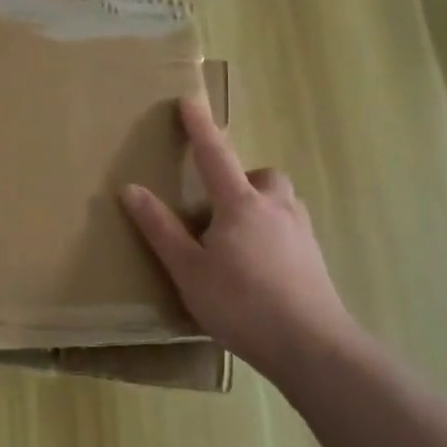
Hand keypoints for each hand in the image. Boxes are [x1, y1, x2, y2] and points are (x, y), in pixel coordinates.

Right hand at [120, 97, 363, 371]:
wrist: (311, 346)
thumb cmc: (241, 304)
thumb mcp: (188, 270)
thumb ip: (160, 229)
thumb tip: (131, 188)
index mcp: (240, 204)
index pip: (215, 154)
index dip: (200, 127)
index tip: (189, 100)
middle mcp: (276, 208)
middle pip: (263, 176)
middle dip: (243, 178)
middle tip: (221, 203)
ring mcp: (301, 233)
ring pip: (281, 202)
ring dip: (261, 205)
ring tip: (238, 239)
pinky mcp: (315, 259)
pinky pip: (291, 229)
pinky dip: (274, 234)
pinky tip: (261, 267)